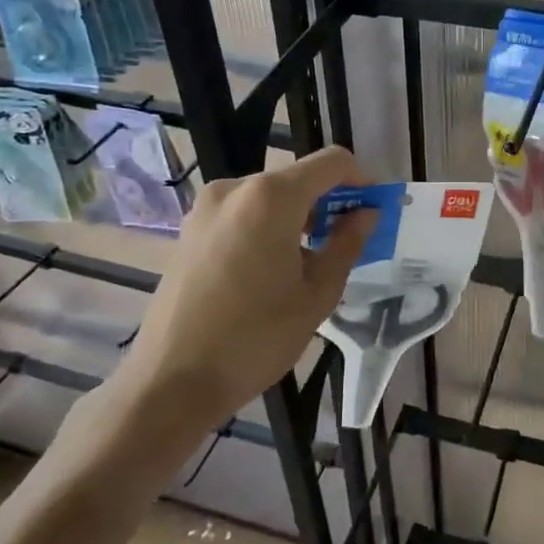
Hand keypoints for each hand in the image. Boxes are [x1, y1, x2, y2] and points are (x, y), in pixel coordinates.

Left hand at [125, 146, 375, 425]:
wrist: (171, 381)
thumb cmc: (255, 338)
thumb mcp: (317, 294)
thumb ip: (347, 244)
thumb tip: (365, 214)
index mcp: (271, 196)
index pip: (332, 162)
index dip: (361, 180)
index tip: (373, 212)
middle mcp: (235, 188)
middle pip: (298, 178)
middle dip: (328, 203)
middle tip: (343, 244)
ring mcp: (206, 208)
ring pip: (268, 197)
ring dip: (297, 217)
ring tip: (305, 264)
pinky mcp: (188, 230)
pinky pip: (241, 214)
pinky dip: (266, 227)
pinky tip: (268, 271)